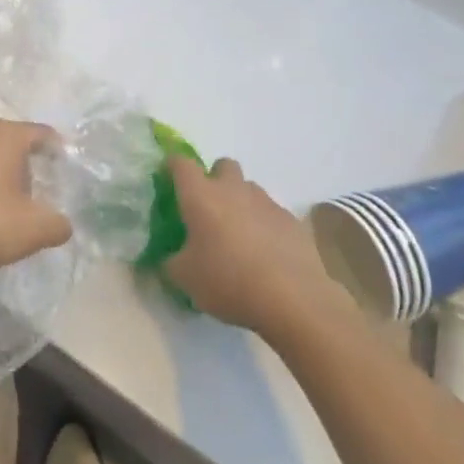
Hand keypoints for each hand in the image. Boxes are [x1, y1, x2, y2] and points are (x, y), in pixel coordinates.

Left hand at [0, 120, 71, 281]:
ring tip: (14, 213)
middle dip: (32, 171)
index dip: (61, 155)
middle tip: (45, 200)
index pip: (44, 135)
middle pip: (16, 147)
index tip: (70, 179)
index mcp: (5, 136)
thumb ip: (58, 224)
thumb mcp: (31, 230)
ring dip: (4, 182)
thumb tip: (64, 223)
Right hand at [164, 157, 355, 334]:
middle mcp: (233, 190)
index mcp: (201, 196)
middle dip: (214, 179)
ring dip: (241, 203)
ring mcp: (267, 203)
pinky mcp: (292, 222)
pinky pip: (272, 214)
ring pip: (250, 189)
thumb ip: (170, 262)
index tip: (169, 180)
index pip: (181, 164)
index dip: (173, 167)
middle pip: (223, 165)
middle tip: (209, 210)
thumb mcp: (185, 278)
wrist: (293, 299)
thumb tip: (170, 259)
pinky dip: (265, 226)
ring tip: (239, 237)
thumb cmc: (228, 281)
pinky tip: (266, 255)